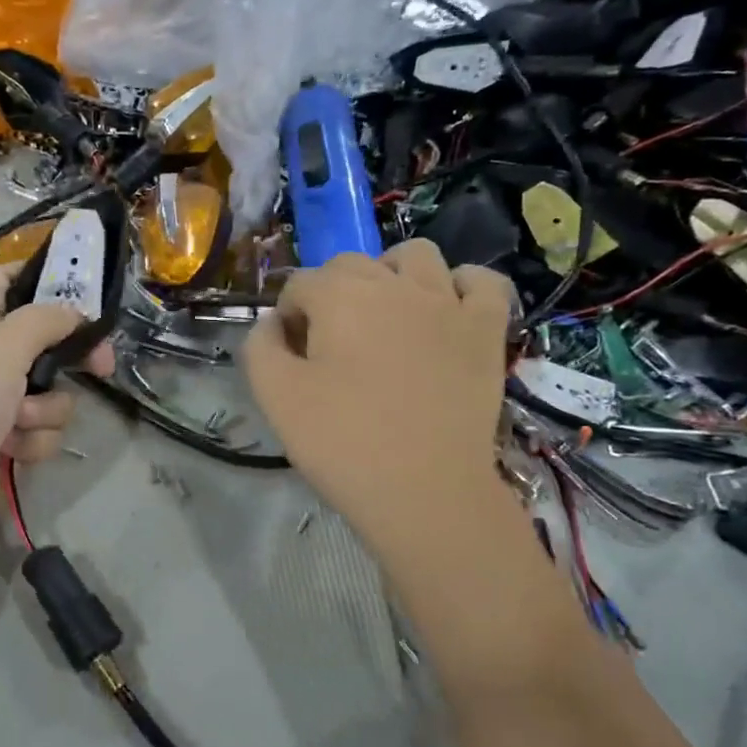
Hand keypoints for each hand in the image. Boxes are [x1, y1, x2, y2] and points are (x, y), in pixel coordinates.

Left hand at [0, 265, 115, 559]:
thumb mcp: (1, 347)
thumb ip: (44, 320)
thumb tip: (75, 312)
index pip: (5, 281)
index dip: (42, 277)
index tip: (86, 288)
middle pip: (40, 340)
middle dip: (69, 356)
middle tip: (102, 364)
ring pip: (49, 392)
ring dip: (45, 409)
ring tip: (18, 422)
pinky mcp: (3, 442)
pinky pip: (41, 430)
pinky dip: (32, 441)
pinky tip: (12, 451)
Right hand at [242, 241, 512, 571]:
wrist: (425, 490)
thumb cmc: (343, 443)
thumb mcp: (276, 397)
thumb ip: (260, 347)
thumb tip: (271, 323)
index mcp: (340, 296)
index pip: (300, 284)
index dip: (288, 316)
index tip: (291, 356)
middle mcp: (394, 284)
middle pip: (351, 264)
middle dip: (330, 293)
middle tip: (329, 345)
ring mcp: (448, 302)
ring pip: (416, 256)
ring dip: (391, 274)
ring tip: (384, 315)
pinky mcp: (487, 329)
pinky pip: (482, 282)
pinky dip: (462, 285)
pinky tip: (445, 310)